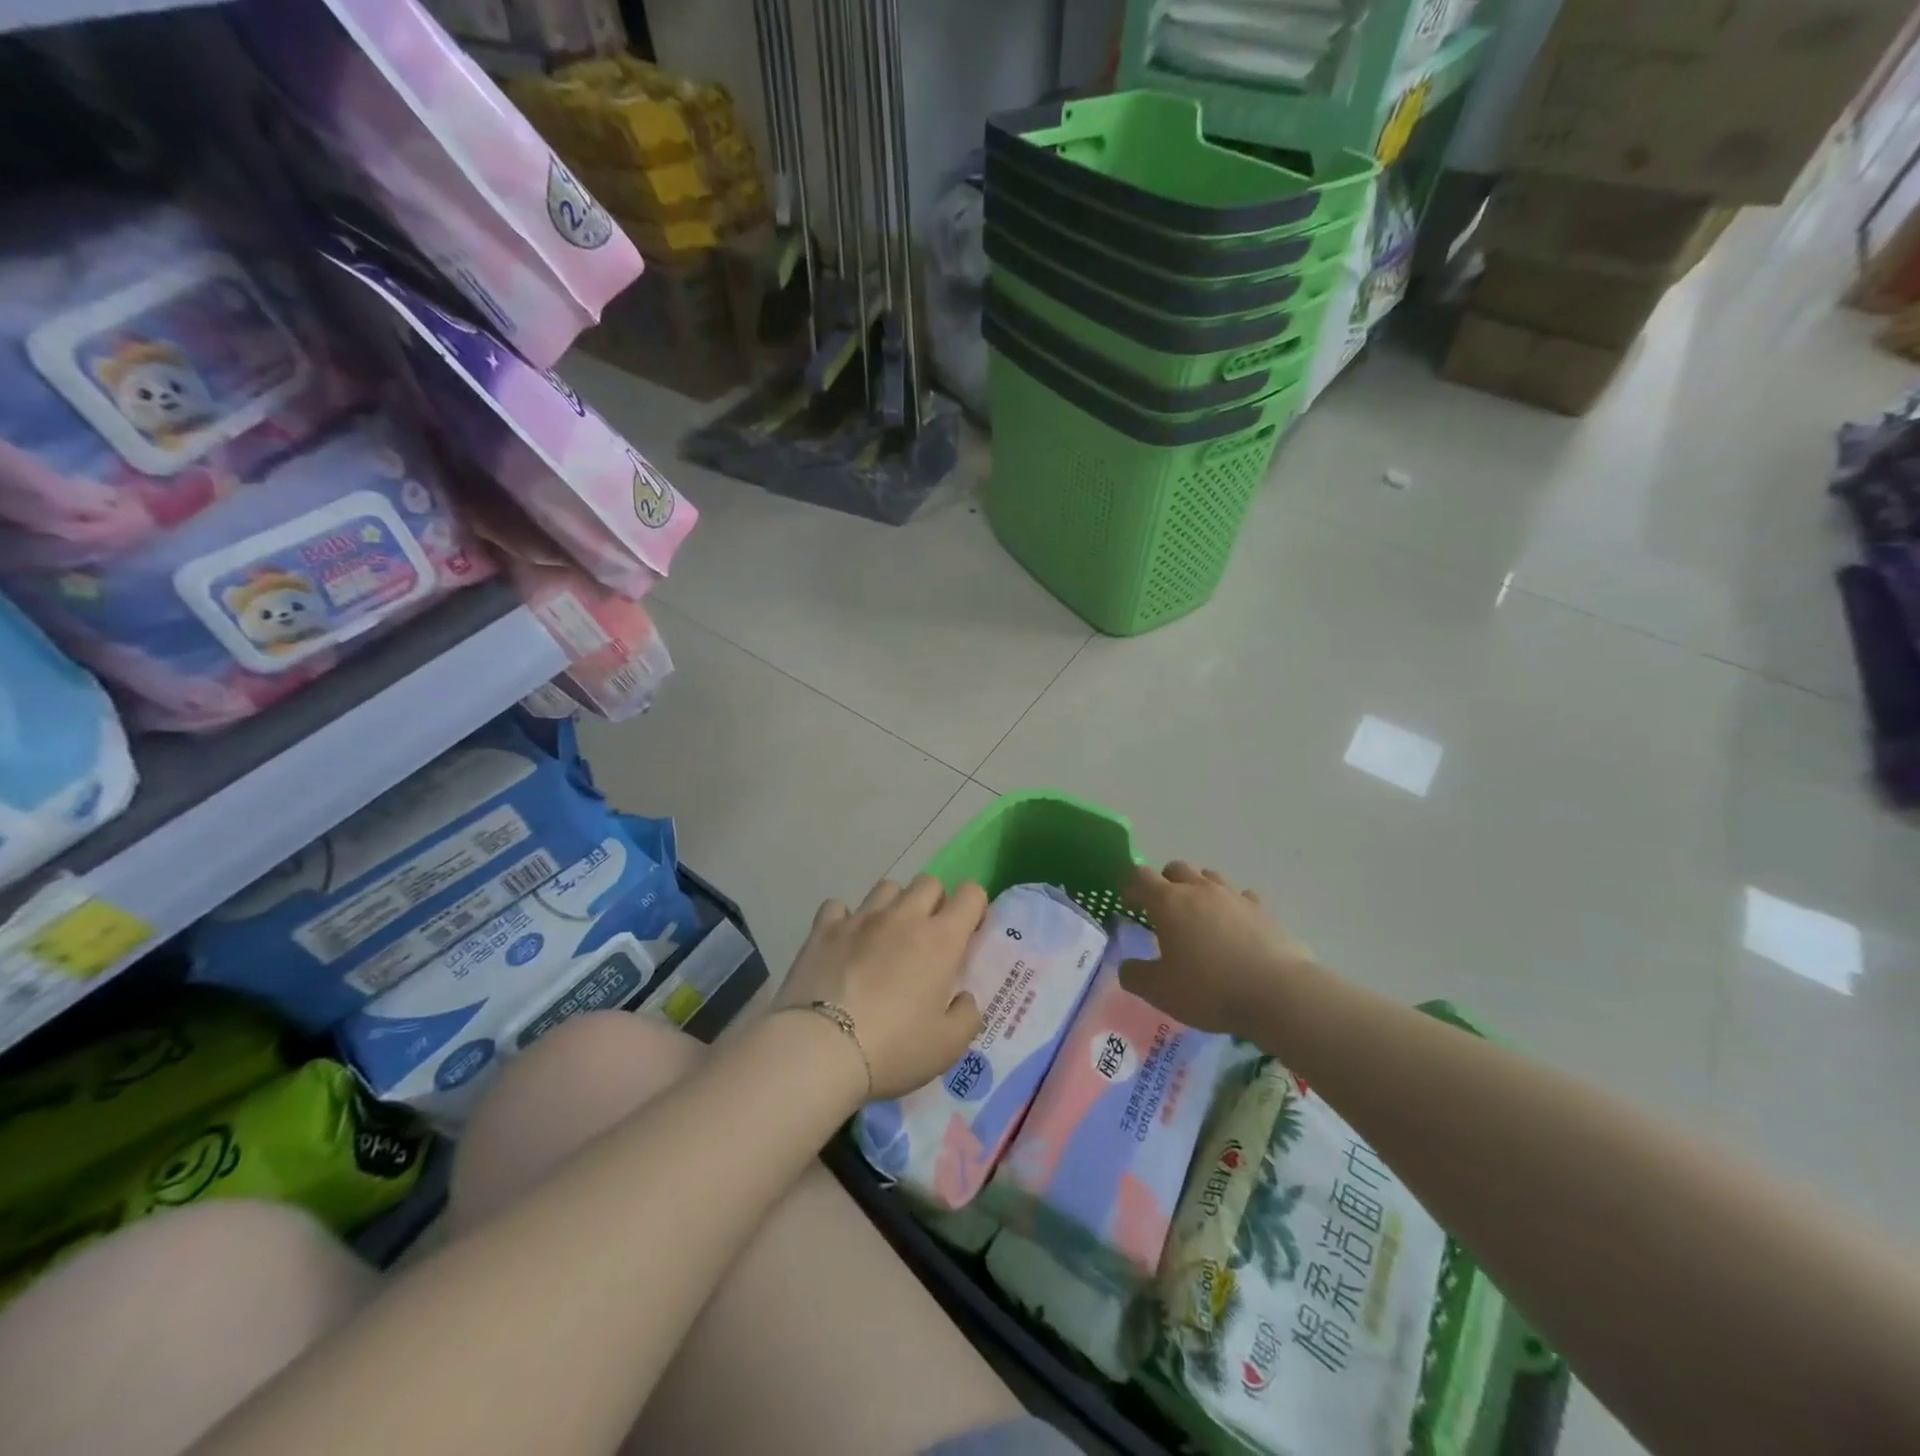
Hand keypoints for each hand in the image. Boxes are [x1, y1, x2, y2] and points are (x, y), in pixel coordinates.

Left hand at [780, 875, 988, 1100]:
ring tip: (887, 936)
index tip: (969, 933)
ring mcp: (860, 919)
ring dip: (894, 905)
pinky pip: (838, 906)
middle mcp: (903, 917)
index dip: (975, 907)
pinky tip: (844, 942)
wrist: (820, 1050)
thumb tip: (964, 998)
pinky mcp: (823, 929)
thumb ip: (966, 1017)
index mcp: (940, 940)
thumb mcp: (947, 1047)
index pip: (970, 894)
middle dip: (935, 901)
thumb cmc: (893, 1048)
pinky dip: (845, 919)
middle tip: (928, 937)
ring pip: (886, 887)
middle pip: (928, 882)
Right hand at [1119, 862, 1315, 1034]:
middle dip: (1164, 883)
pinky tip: (1234, 927)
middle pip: (1176, 868)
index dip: (1130, 887)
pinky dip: (1232, 906)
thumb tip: (1127, 966)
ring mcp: (1234, 897)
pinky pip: (1241, 897)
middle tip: (1162, 910)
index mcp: (1168, 902)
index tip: (1128, 904)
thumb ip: (1135, 976)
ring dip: (1198, 889)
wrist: (1278, 994)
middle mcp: (1200, 890)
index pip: (1140, 877)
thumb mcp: (1160, 992)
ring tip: (1198, 916)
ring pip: (1209, 877)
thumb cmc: (1210, 990)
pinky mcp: (1263, 910)